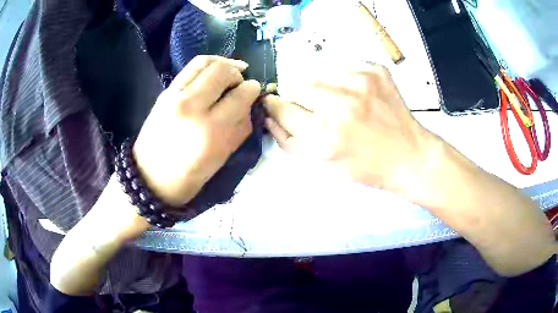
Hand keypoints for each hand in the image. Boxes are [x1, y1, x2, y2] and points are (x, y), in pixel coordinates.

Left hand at [133, 56, 260, 205]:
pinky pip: (190, 68)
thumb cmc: (188, 176)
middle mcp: (191, 106)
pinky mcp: (165, 92)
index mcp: (209, 131)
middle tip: (241, 83)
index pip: (239, 96)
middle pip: (222, 72)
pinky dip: (207, 65)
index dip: (252, 89)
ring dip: (223, 63)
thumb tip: (250, 104)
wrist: (149, 177)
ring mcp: (174, 96)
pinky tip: (214, 72)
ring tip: (231, 70)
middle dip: (238, 73)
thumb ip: (240, 128)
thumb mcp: (221, 158)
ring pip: (204, 62)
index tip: (254, 90)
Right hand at [264, 64, 434, 190]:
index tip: (275, 103)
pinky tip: (355, 95)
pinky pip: (342, 67)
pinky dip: (341, 79)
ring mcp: (360, 82)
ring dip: (321, 86)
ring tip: (340, 102)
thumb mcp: (324, 165)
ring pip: (318, 72)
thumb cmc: (366, 167)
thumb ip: (291, 141)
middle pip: (297, 84)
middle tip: (316, 108)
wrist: (410, 155)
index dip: (275, 106)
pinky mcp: (374, 70)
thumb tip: (270, 117)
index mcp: (324, 136)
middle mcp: (340, 105)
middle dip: (299, 97)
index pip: (282, 108)